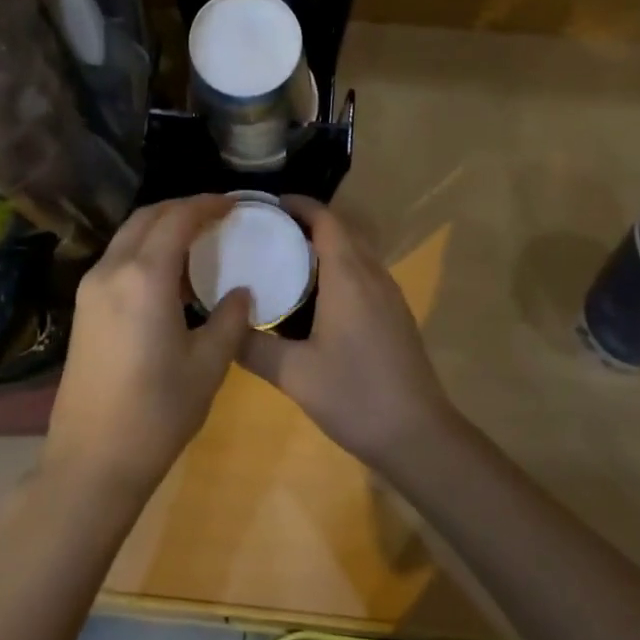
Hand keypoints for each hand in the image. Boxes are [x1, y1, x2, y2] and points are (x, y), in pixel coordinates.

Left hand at [43, 196, 252, 499]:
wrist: (91, 462)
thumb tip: (241, 292)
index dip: (207, 205)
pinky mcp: (83, 309)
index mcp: (145, 278)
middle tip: (216, 214)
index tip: (234, 204)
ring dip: (161, 226)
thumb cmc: (157, 413)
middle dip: (182, 207)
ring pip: (128, 235)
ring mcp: (91, 288)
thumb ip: (229, 319)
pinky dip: (144, 248)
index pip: (177, 219)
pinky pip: (117, 258)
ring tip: (196, 238)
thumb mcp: (208, 365)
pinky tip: (168, 272)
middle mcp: (112, 271)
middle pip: (147, 217)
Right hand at [241, 197, 457, 472]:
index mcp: (348, 276)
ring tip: (284, 258)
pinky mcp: (395, 313)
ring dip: (324, 244)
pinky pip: (364, 271)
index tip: (265, 206)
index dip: (297, 204)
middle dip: (305, 222)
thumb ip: (253, 346)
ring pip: (355, 250)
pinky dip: (338, 266)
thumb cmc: (354, 396)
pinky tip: (315, 296)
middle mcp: (372, 274)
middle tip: (265, 232)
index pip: (325, 219)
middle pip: (340, 229)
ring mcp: (389, 293)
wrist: (418, 434)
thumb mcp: (294, 374)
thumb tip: (222, 325)